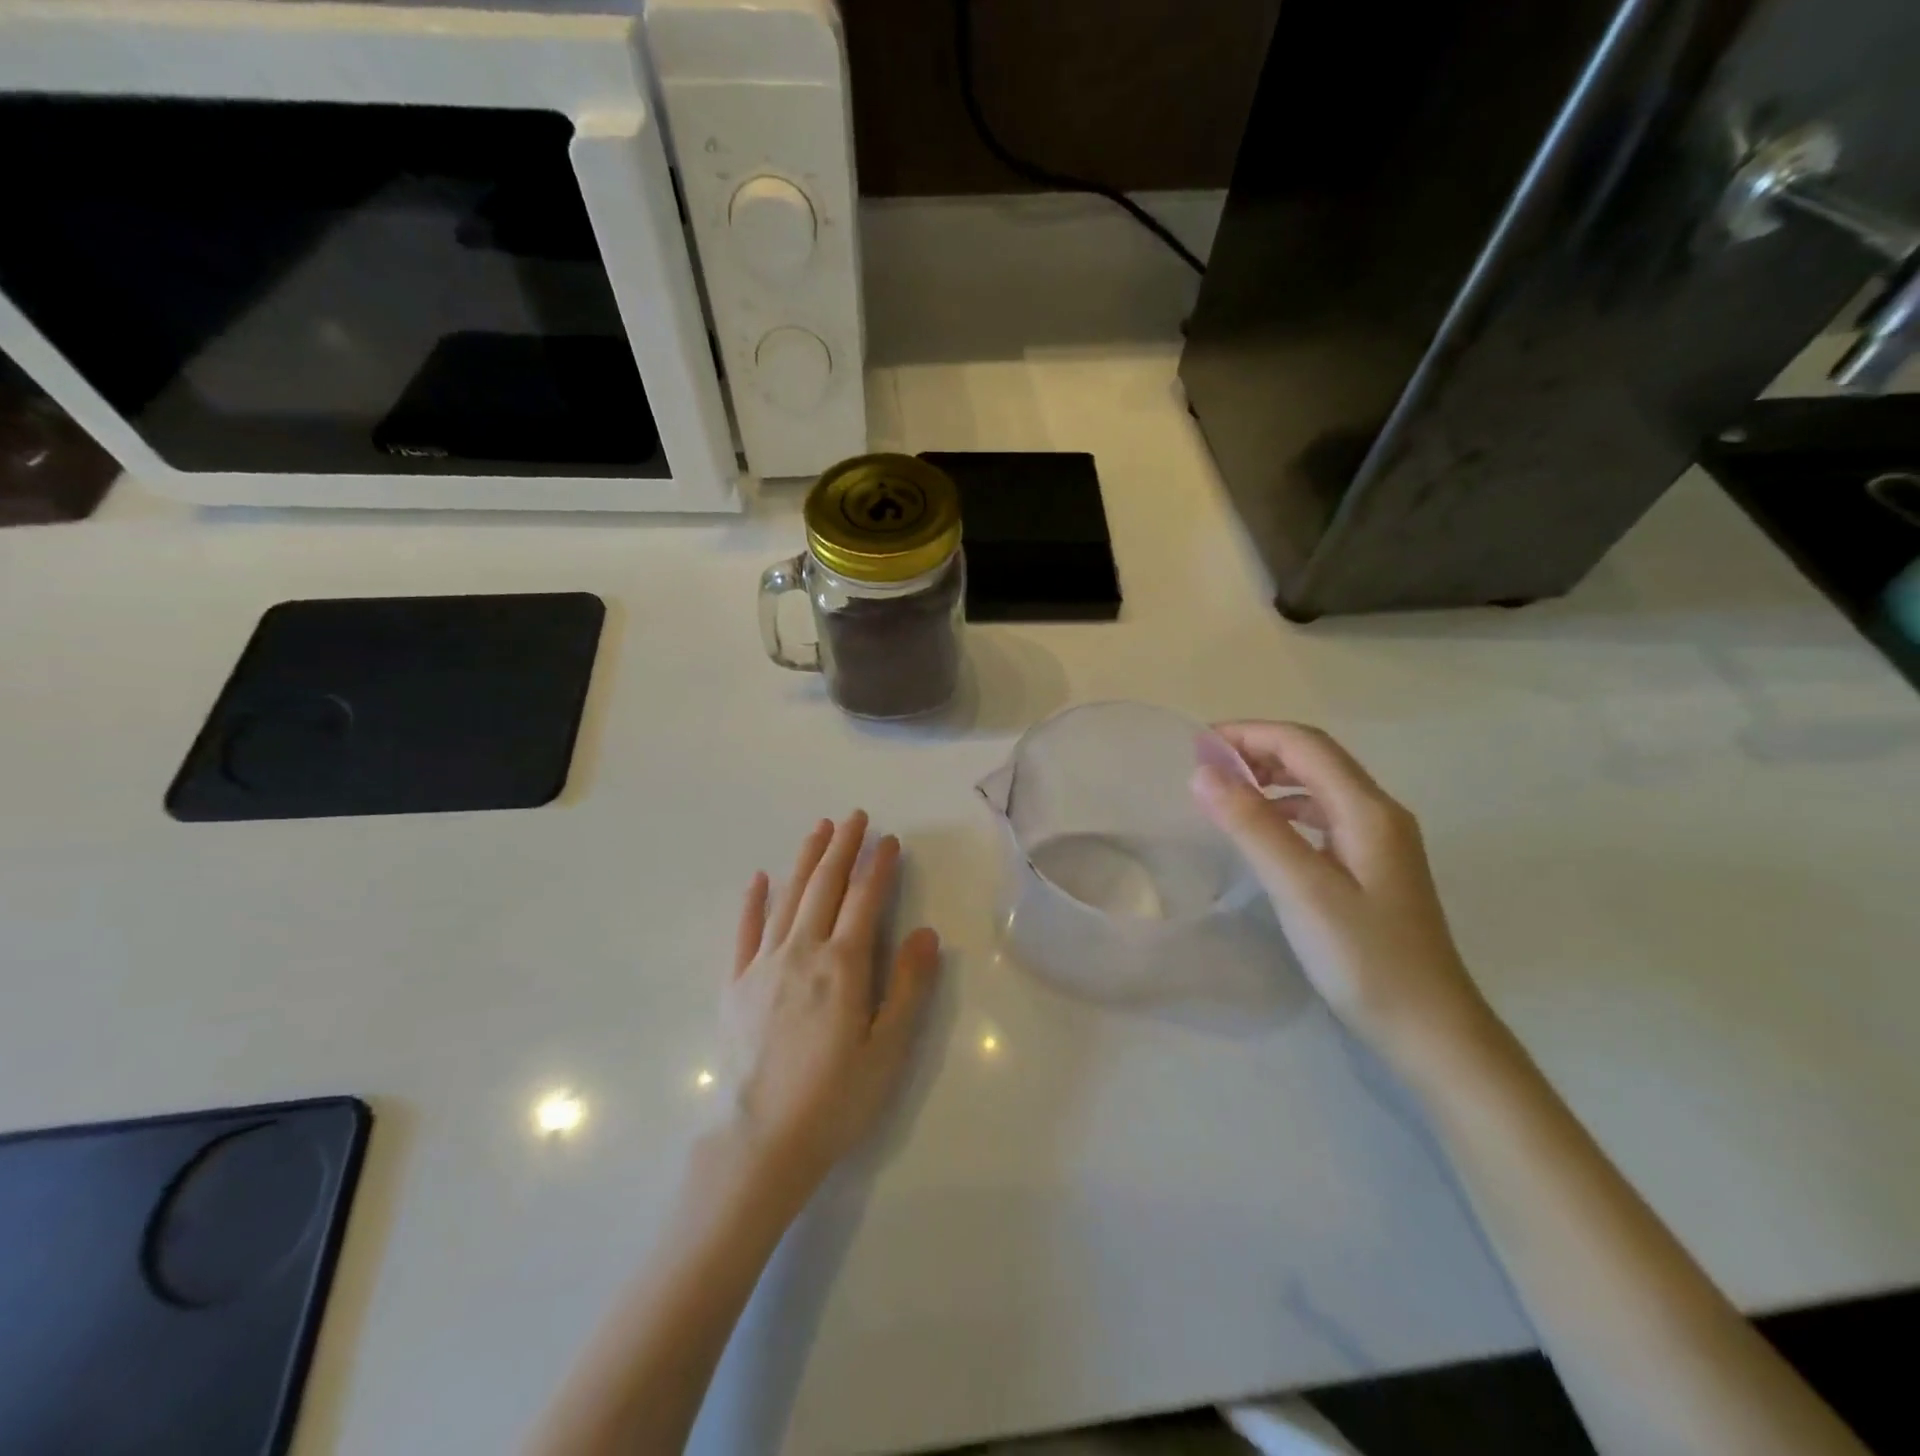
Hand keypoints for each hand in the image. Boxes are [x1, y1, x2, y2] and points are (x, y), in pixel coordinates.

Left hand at [720, 812, 940, 1197]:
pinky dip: (753, 902)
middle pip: (824, 887)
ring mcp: (763, 965)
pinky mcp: (736, 985)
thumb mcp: (888, 1049)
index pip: (864, 900)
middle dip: (842, 848)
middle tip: (855, 818)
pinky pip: (745, 932)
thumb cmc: (835, 1099)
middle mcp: (802, 952)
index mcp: (842, 966)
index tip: (889, 840)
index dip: (878, 866)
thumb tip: (925, 933)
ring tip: (818, 830)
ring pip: (788, 898)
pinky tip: (759, 878)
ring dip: (805, 860)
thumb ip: (908, 987)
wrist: (761, 1141)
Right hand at [1191, 722, 1490, 1073]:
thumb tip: (1203, 773)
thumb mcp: (1301, 889)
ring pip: (1319, 786)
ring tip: (1224, 792)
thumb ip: (1252, 827)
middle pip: (1315, 757)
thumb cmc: (1365, 958)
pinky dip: (1285, 808)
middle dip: (1258, 750)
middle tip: (1205, 767)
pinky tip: (1262, 832)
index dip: (1250, 734)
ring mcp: (1379, 840)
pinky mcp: (1372, 866)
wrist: (1430, 1029)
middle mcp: (1379, 813)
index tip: (1197, 746)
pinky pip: (1323, 816)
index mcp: (1368, 810)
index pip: (1304, 745)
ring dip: (1271, 777)